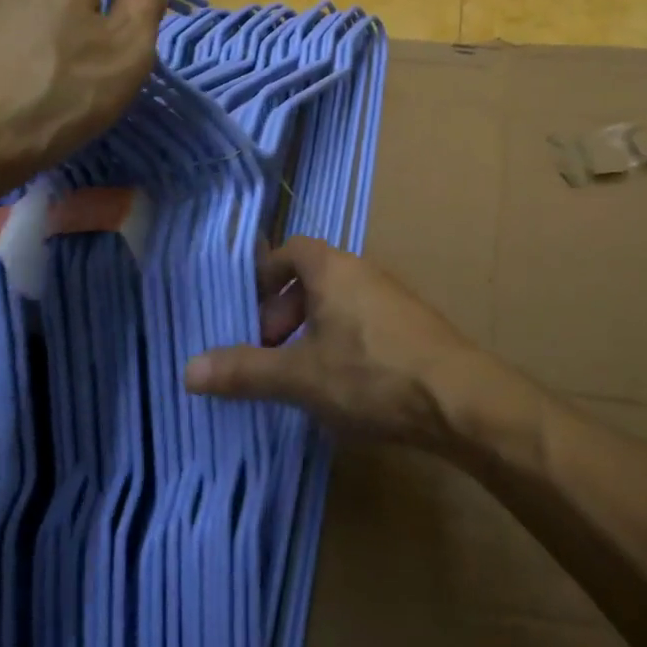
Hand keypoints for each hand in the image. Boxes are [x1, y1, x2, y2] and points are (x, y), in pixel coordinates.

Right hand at [184, 237, 489, 448]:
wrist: (458, 397)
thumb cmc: (371, 374)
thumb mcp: (301, 377)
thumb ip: (246, 370)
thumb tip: (188, 369)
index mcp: (334, 269)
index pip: (291, 249)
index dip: (265, 276)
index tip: (249, 315)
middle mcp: (363, 271)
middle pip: (313, 276)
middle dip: (284, 311)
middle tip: (271, 352)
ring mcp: (392, 297)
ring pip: (338, 301)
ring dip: (312, 330)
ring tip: (301, 374)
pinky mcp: (411, 324)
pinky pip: (363, 319)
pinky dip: (341, 341)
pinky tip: (342, 385)